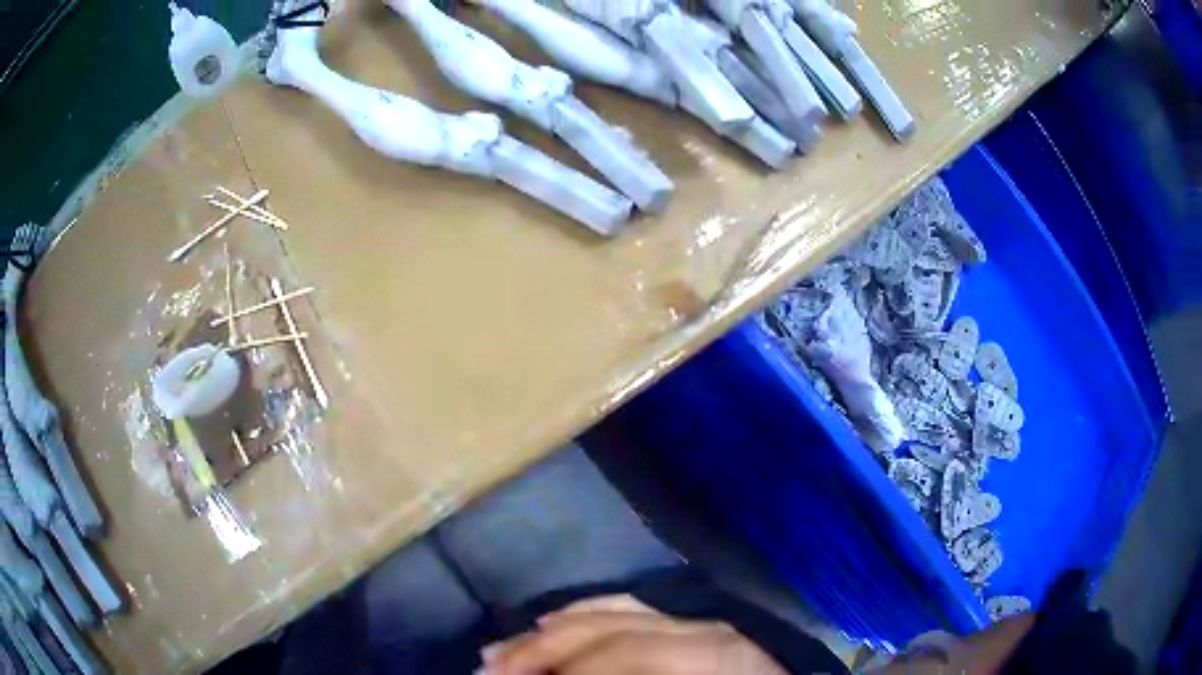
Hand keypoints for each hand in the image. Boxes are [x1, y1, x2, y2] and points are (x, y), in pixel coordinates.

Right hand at [480, 594, 787, 674]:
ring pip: (612, 611)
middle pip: (607, 629)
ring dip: (552, 630)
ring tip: (503, 649)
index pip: (620, 653)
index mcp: (710, 655)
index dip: (562, 669)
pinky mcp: (698, 623)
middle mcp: (701, 628)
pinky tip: (555, 619)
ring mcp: (700, 620)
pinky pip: (632, 607)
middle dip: (541, 649)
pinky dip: (587, 612)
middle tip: (488, 668)